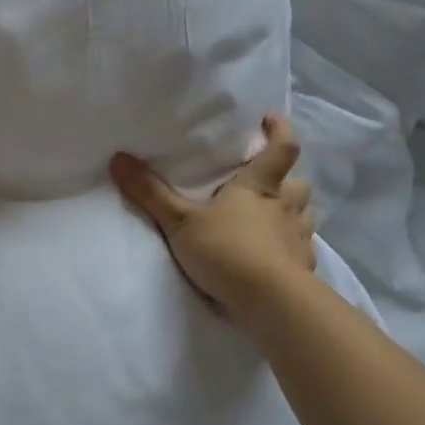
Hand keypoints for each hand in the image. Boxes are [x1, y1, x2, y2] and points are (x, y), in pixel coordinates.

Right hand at [109, 114, 315, 321]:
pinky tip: (279, 258)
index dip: (280, 131)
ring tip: (277, 218)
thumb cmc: (227, 250)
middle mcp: (285, 209)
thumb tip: (118, 157)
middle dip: (290, 179)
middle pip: (300, 184)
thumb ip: (150, 192)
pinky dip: (293, 249)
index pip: (281, 149)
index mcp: (259, 188)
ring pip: (306, 217)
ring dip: (295, 213)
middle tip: (273, 181)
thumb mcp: (180, 221)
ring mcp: (298, 240)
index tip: (271, 120)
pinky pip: (303, 251)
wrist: (271, 304)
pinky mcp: (303, 270)